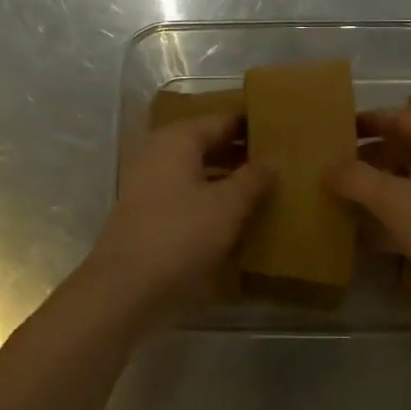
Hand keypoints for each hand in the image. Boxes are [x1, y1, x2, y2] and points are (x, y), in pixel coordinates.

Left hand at [81, 113, 273, 313]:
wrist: (126, 289)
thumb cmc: (180, 236)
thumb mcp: (227, 206)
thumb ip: (253, 178)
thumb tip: (273, 158)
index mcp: (178, 140)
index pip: (223, 120)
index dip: (253, 125)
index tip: (285, 132)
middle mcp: (160, 153)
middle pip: (209, 144)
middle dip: (242, 153)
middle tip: (283, 161)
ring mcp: (150, 184)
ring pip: (198, 171)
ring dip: (229, 178)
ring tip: (267, 188)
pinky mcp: (149, 213)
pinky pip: (188, 195)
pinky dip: (211, 199)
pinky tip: (237, 216)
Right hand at [327, 109, 410, 307]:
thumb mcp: (395, 200)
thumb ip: (357, 179)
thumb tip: (328, 167)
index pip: (398, 117)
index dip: (366, 121)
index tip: (333, 129)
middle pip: (402, 148)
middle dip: (366, 156)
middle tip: (329, 166)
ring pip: (407, 182)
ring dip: (375, 188)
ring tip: (337, 196)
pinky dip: (389, 218)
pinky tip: (361, 234)